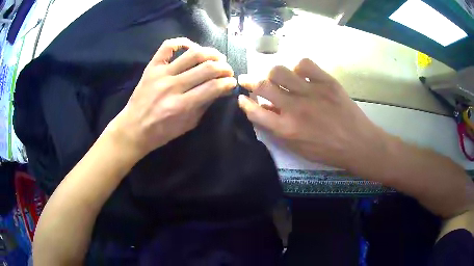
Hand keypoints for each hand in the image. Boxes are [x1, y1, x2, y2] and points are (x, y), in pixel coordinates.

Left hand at [107, 38, 236, 159]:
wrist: (133, 128)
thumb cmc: (161, 132)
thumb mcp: (187, 125)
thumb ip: (204, 106)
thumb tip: (221, 89)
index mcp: (181, 105)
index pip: (213, 87)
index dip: (228, 82)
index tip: (232, 82)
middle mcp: (172, 86)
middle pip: (206, 68)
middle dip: (224, 67)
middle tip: (228, 70)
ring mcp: (161, 74)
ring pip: (192, 54)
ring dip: (211, 53)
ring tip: (217, 57)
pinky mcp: (152, 67)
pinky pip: (168, 46)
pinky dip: (182, 42)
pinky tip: (191, 47)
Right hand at [238, 58, 384, 170]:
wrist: (358, 143)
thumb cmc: (328, 151)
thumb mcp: (298, 149)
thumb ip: (278, 131)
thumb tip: (265, 111)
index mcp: (287, 129)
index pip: (255, 111)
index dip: (244, 103)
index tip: (241, 98)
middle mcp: (295, 108)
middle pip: (263, 86)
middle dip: (249, 81)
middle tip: (248, 80)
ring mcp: (312, 92)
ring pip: (280, 71)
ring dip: (272, 74)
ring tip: (277, 78)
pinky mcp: (327, 82)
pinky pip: (305, 64)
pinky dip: (298, 67)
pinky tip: (301, 75)